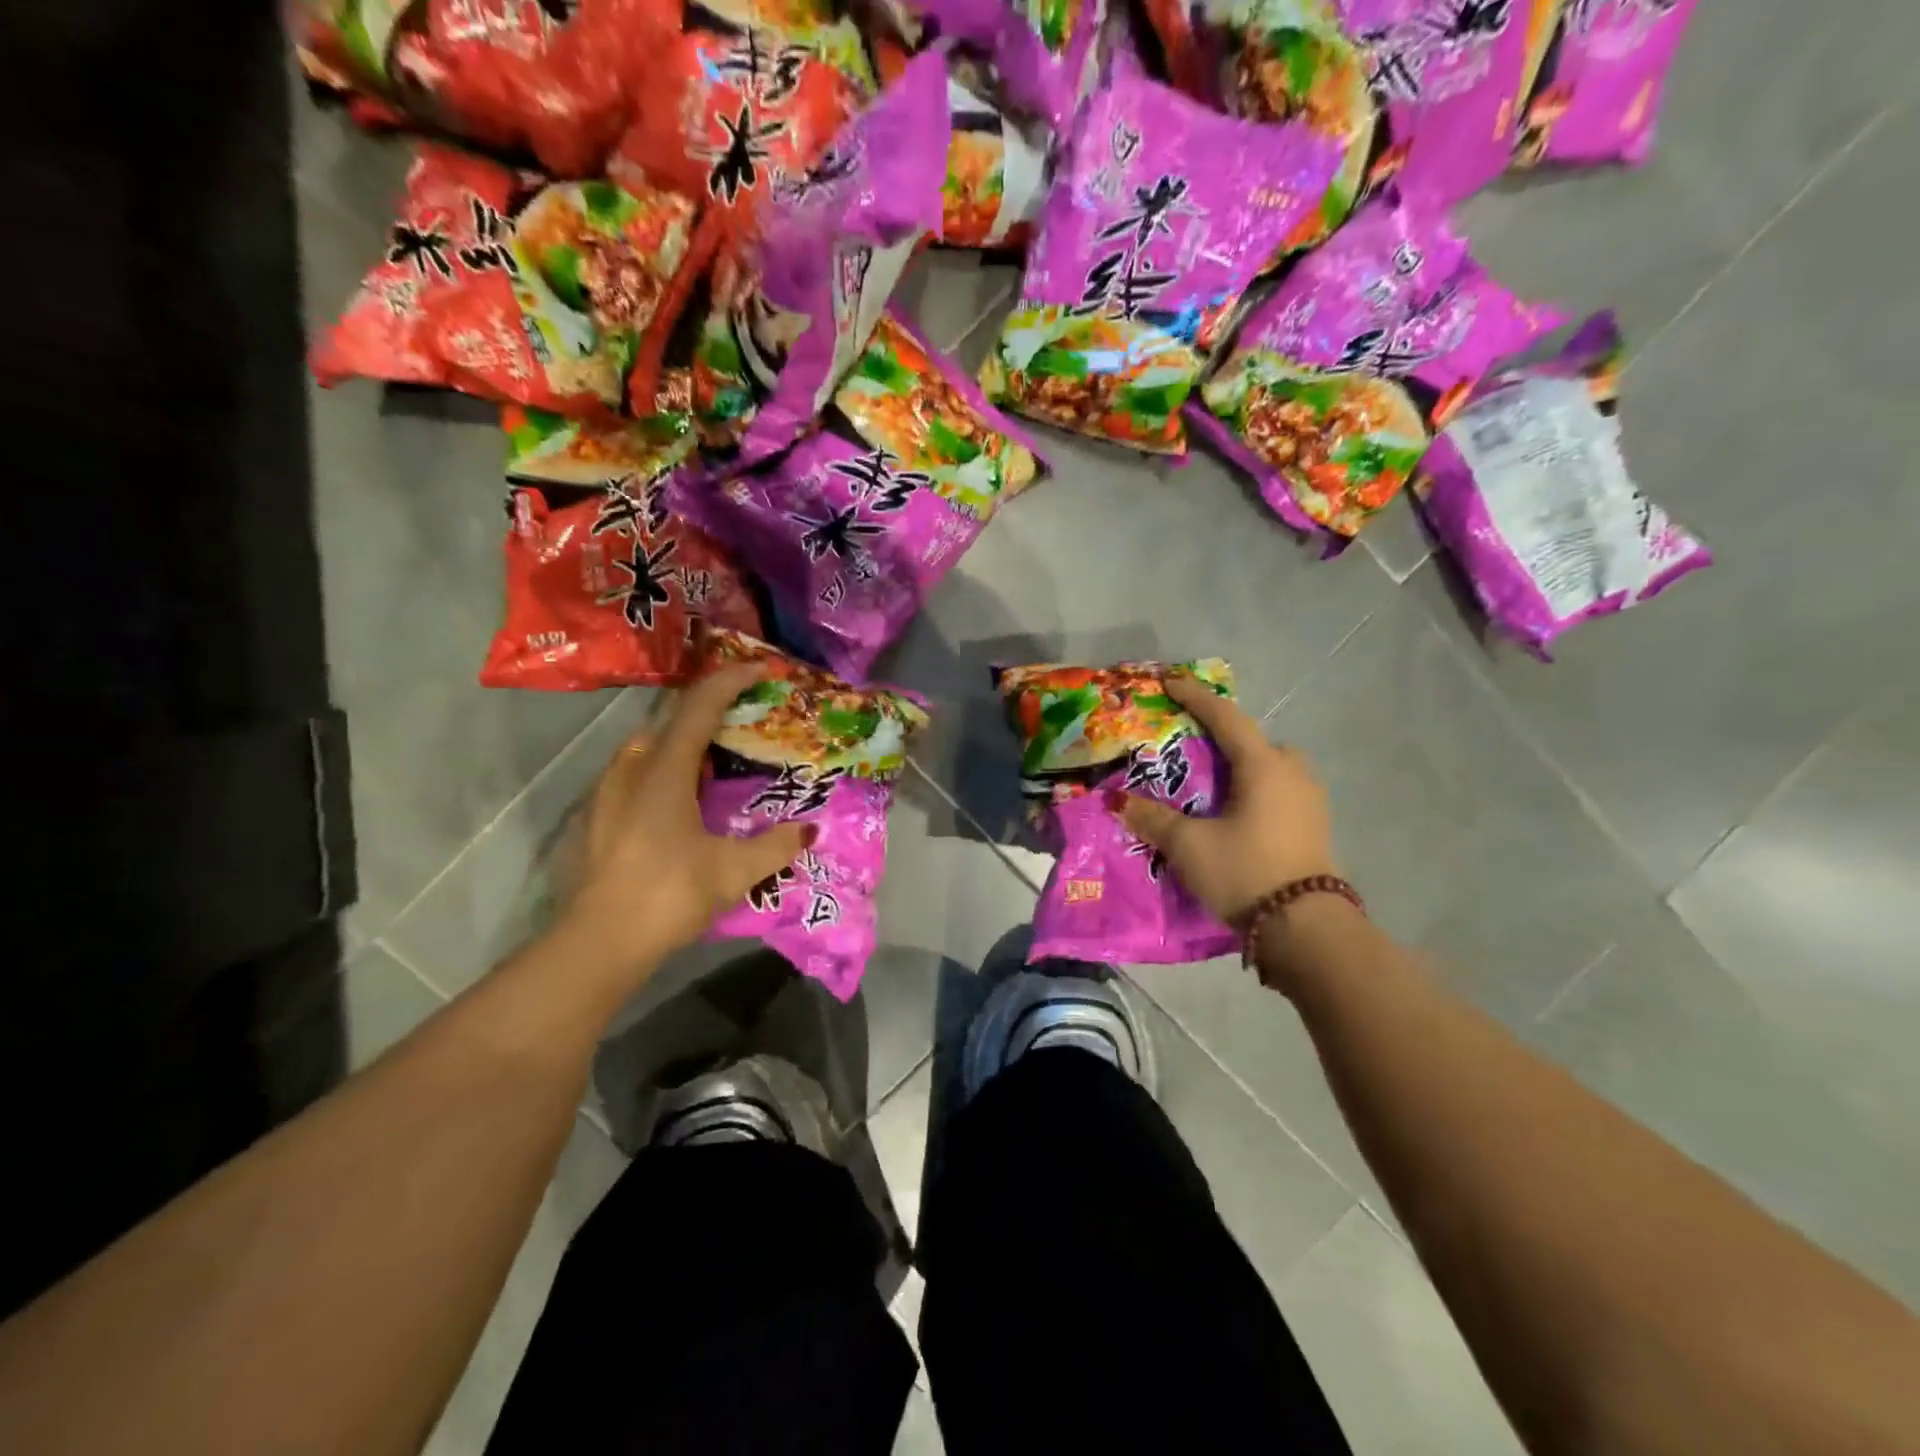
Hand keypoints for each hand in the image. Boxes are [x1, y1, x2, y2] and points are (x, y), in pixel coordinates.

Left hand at [558, 664, 814, 976]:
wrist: (599, 942)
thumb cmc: (669, 893)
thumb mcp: (734, 871)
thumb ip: (776, 846)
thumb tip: (810, 829)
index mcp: (665, 770)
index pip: (700, 706)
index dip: (732, 680)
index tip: (762, 669)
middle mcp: (632, 769)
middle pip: (672, 720)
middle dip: (710, 709)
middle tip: (745, 719)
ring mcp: (609, 792)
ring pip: (650, 747)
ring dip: (685, 740)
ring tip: (717, 760)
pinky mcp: (599, 817)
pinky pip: (637, 772)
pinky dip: (666, 768)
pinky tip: (682, 799)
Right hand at [1112, 675, 1336, 925]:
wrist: (1305, 929)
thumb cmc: (1245, 871)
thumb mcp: (1189, 845)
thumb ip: (1153, 818)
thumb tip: (1119, 801)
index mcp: (1263, 766)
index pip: (1226, 718)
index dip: (1196, 698)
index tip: (1171, 682)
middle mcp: (1292, 773)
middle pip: (1255, 742)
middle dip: (1225, 738)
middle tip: (1193, 749)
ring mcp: (1309, 801)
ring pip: (1271, 768)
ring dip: (1243, 768)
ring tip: (1212, 788)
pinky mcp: (1314, 827)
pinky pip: (1279, 792)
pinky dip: (1255, 791)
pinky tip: (1236, 815)